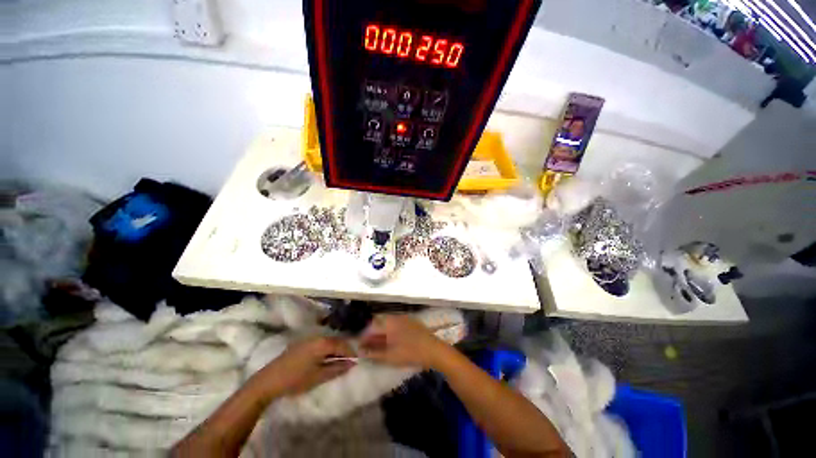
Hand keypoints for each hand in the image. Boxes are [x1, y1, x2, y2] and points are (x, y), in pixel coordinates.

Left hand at [257, 336, 355, 398]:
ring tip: (338, 362)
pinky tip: (325, 359)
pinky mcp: (301, 344)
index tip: (356, 361)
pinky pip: (320, 343)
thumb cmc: (295, 380)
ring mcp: (308, 339)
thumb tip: (351, 363)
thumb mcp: (319, 376)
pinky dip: (326, 350)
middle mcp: (317, 337)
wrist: (268, 381)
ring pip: (328, 342)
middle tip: (348, 362)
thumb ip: (337, 369)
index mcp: (323, 343)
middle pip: (336, 341)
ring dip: (335, 350)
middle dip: (344, 351)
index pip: (343, 345)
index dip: (351, 353)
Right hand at [359, 314, 445, 368]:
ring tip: (379, 348)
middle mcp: (396, 317)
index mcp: (390, 322)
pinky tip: (392, 344)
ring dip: (382, 336)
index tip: (361, 347)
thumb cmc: (410, 352)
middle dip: (373, 336)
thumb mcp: (390, 356)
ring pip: (389, 326)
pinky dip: (391, 334)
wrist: (434, 350)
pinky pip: (397, 326)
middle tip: (369, 349)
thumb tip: (360, 351)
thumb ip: (373, 353)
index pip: (372, 325)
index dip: (365, 336)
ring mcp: (405, 319)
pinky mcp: (412, 323)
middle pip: (380, 325)